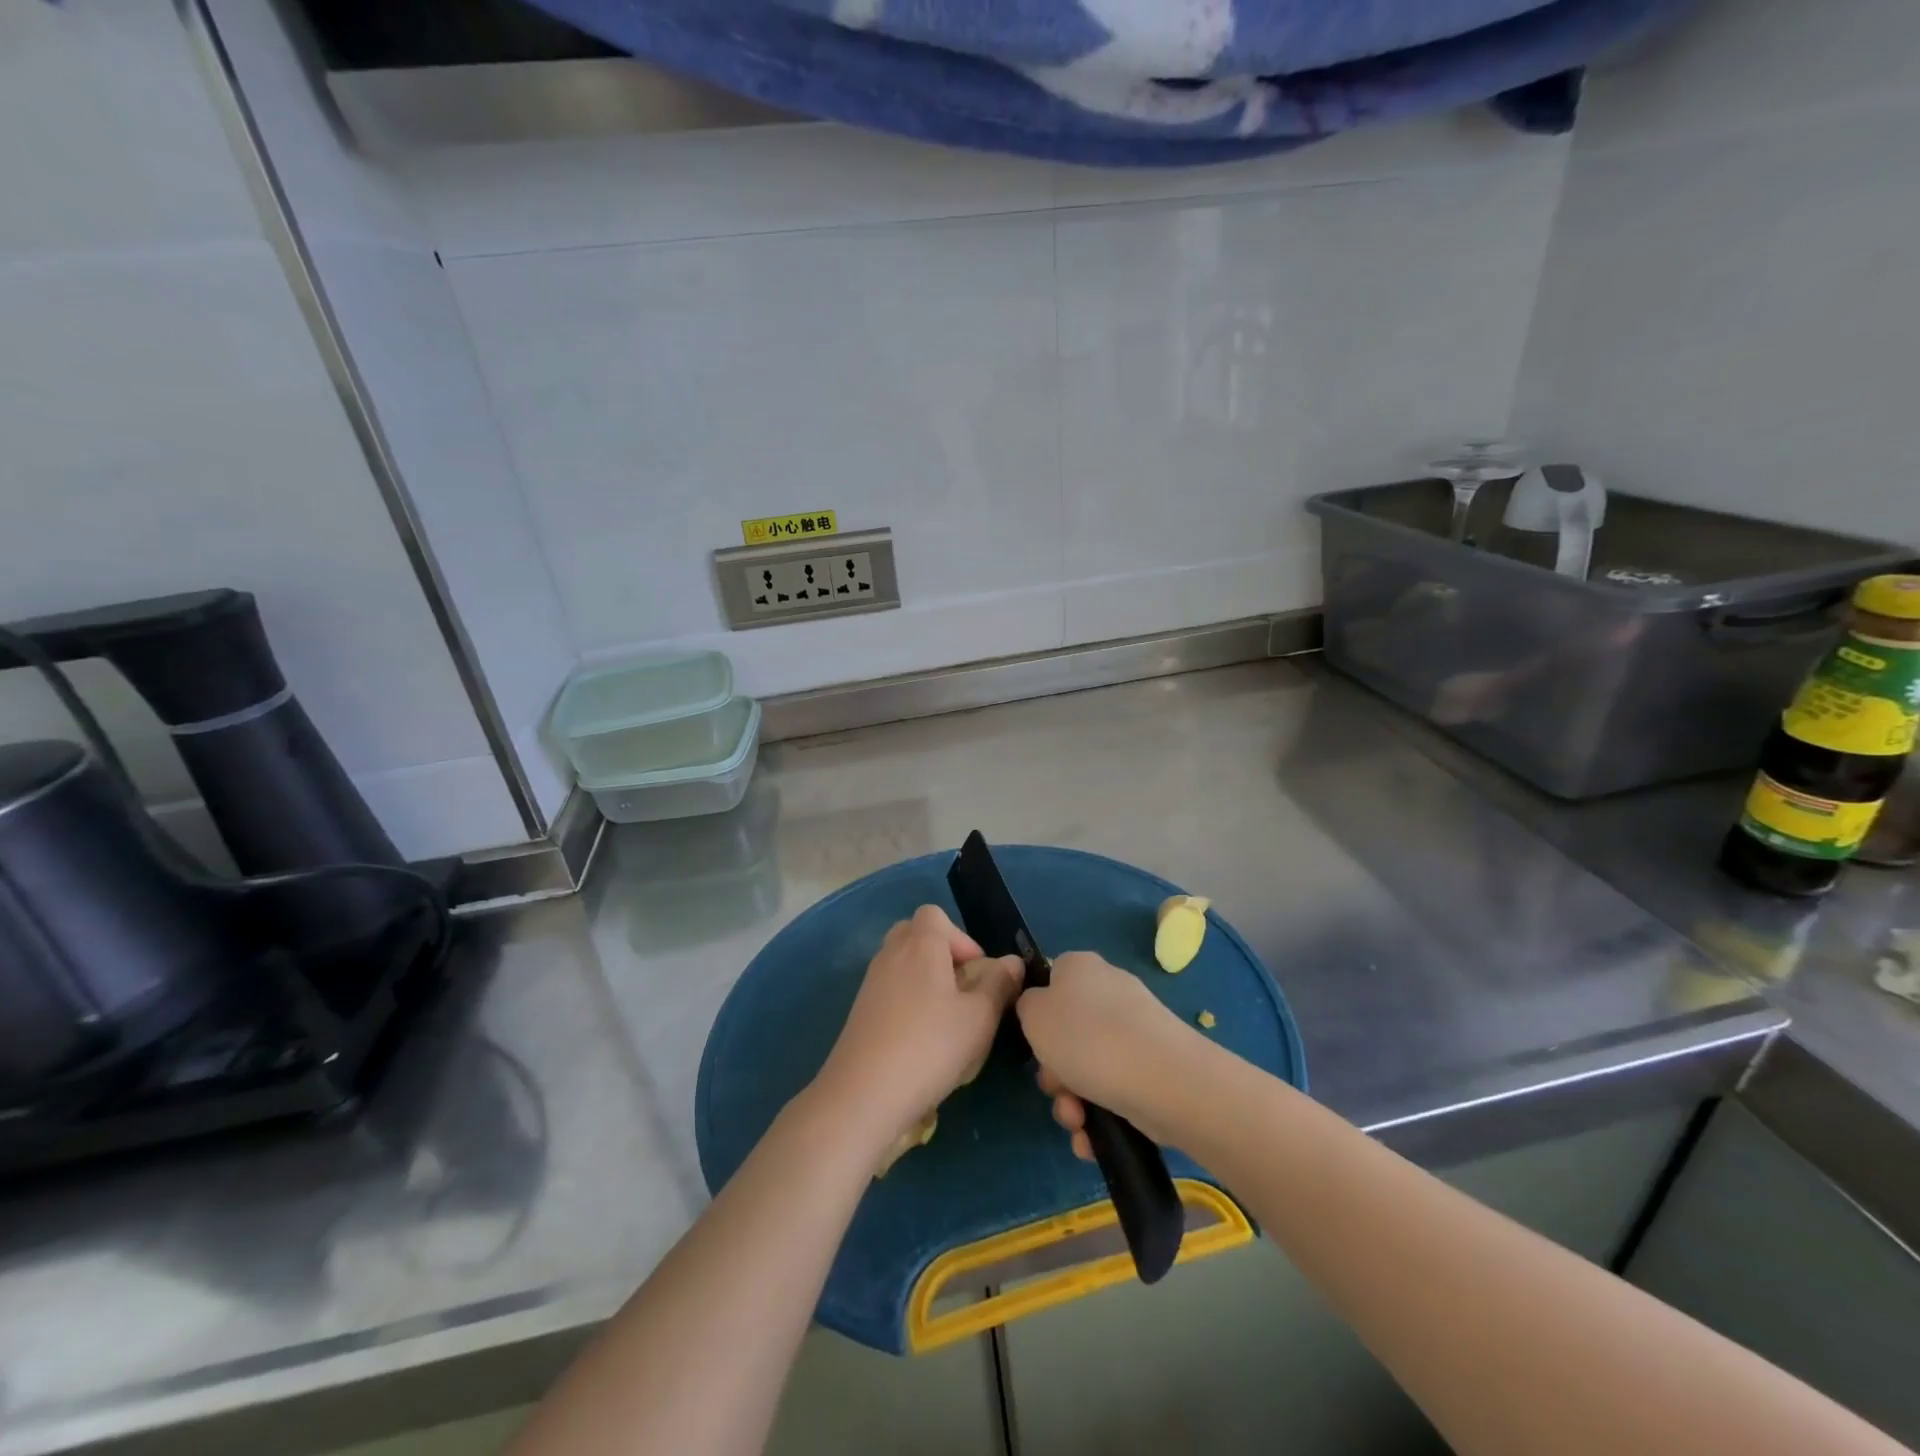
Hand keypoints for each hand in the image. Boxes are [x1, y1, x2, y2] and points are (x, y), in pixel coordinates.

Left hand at [813, 905, 1022, 1149]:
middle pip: (915, 935)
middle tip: (962, 990)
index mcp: (920, 944)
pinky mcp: (860, 1013)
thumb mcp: (980, 1017)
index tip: (977, 972)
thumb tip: (1011, 962)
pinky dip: (907, 1004)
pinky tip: (921, 1042)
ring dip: (925, 982)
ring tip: (946, 1021)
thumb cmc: (930, 1046)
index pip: (934, 914)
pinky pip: (889, 992)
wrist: (863, 1095)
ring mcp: (870, 984)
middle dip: (941, 955)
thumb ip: (999, 984)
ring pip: (902, 965)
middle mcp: (890, 954)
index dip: (960, 937)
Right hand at [1016, 951, 1196, 1155]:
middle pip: (1066, 1033)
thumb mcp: (1033, 1015)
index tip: (1035, 1043)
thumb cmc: (1087, 1039)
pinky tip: (1092, 1139)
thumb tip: (1041, 1010)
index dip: (1037, 1014)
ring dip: (1073, 1101)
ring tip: (1078, 1123)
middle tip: (1056, 1089)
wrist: (1163, 1080)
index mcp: (1080, 966)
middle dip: (1055, 1072)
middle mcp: (1109, 991)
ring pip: (1088, 1068)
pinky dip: (1100, 1115)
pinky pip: (1114, 1089)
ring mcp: (1134, 1030)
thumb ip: (1027, 1006)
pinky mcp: (1153, 1066)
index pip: (1050, 981)